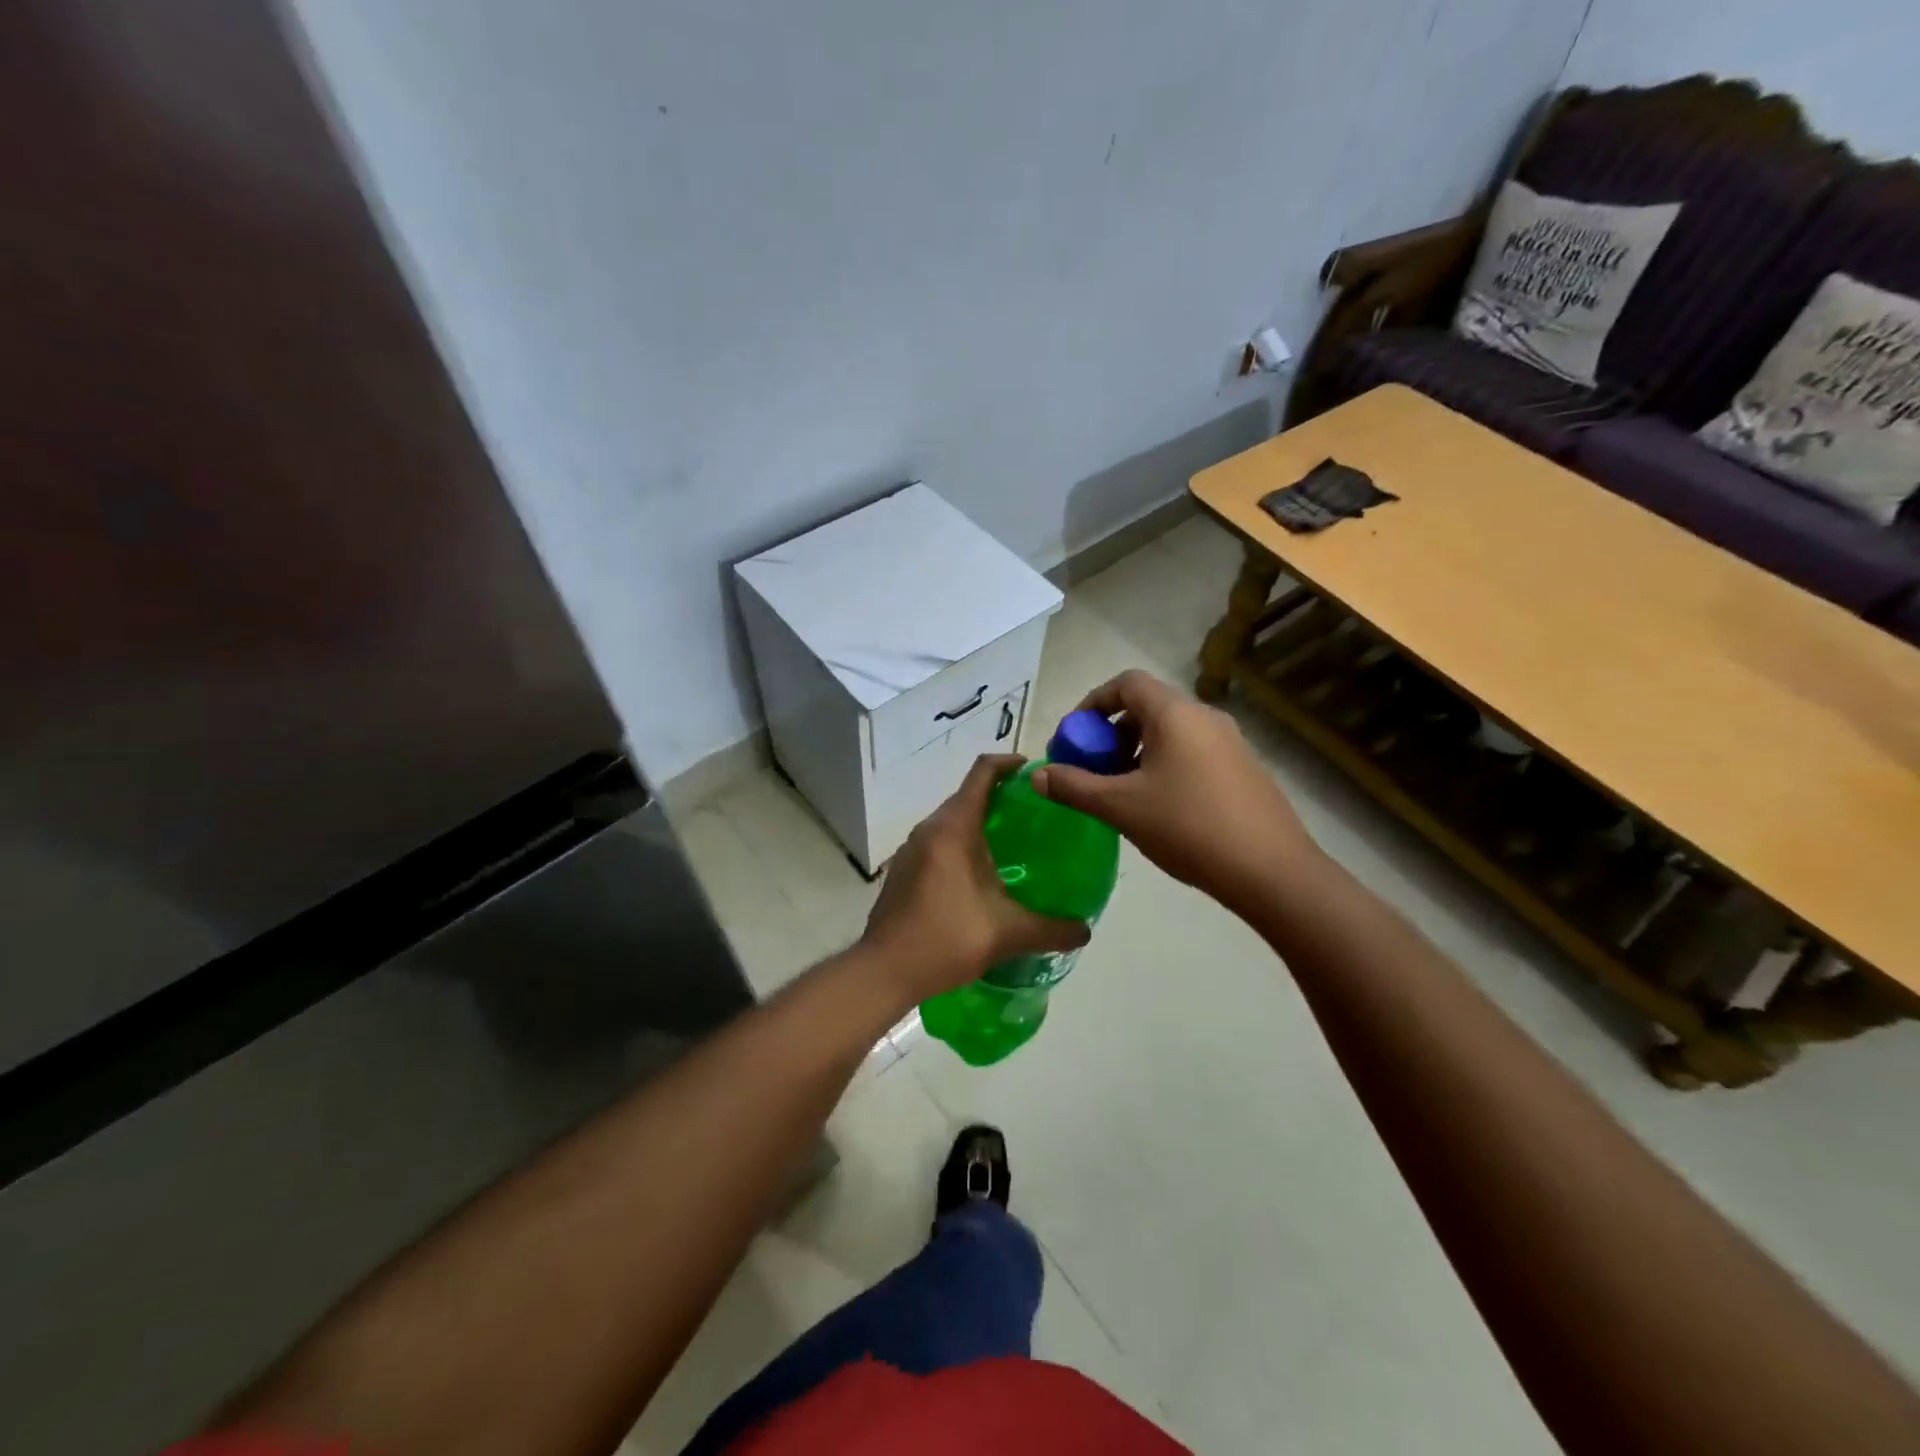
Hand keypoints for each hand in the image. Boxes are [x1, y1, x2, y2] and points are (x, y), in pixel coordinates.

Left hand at [861, 754, 1090, 1000]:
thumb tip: (1085, 930)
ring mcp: (911, 849)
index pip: (982, 773)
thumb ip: (1052, 930)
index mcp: (954, 828)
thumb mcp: (1008, 934)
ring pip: (951, 820)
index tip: (1034, 771)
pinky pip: (938, 842)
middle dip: (1000, 797)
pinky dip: (961, 844)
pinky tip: (980, 876)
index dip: (1009, 764)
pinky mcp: (903, 869)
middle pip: (967, 795)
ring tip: (1012, 845)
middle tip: (1035, 815)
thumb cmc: (946, 939)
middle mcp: (929, 829)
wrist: (884, 970)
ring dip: (979, 822)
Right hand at [1032, 670, 1320, 914]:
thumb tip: (1036, 775)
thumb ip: (1073, 786)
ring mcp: (1231, 743)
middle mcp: (1205, 717)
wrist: (1271, 871)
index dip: (1092, 704)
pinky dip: (1164, 766)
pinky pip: (1192, 753)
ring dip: (1136, 753)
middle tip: (1092, 770)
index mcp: (1175, 714)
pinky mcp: (1244, 770)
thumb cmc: (1188, 827)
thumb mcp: (1120, 807)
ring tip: (1120, 793)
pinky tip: (1158, 809)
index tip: (1073, 738)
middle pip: (1147, 708)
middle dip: (1110, 734)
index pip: (1126, 683)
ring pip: (1170, 733)